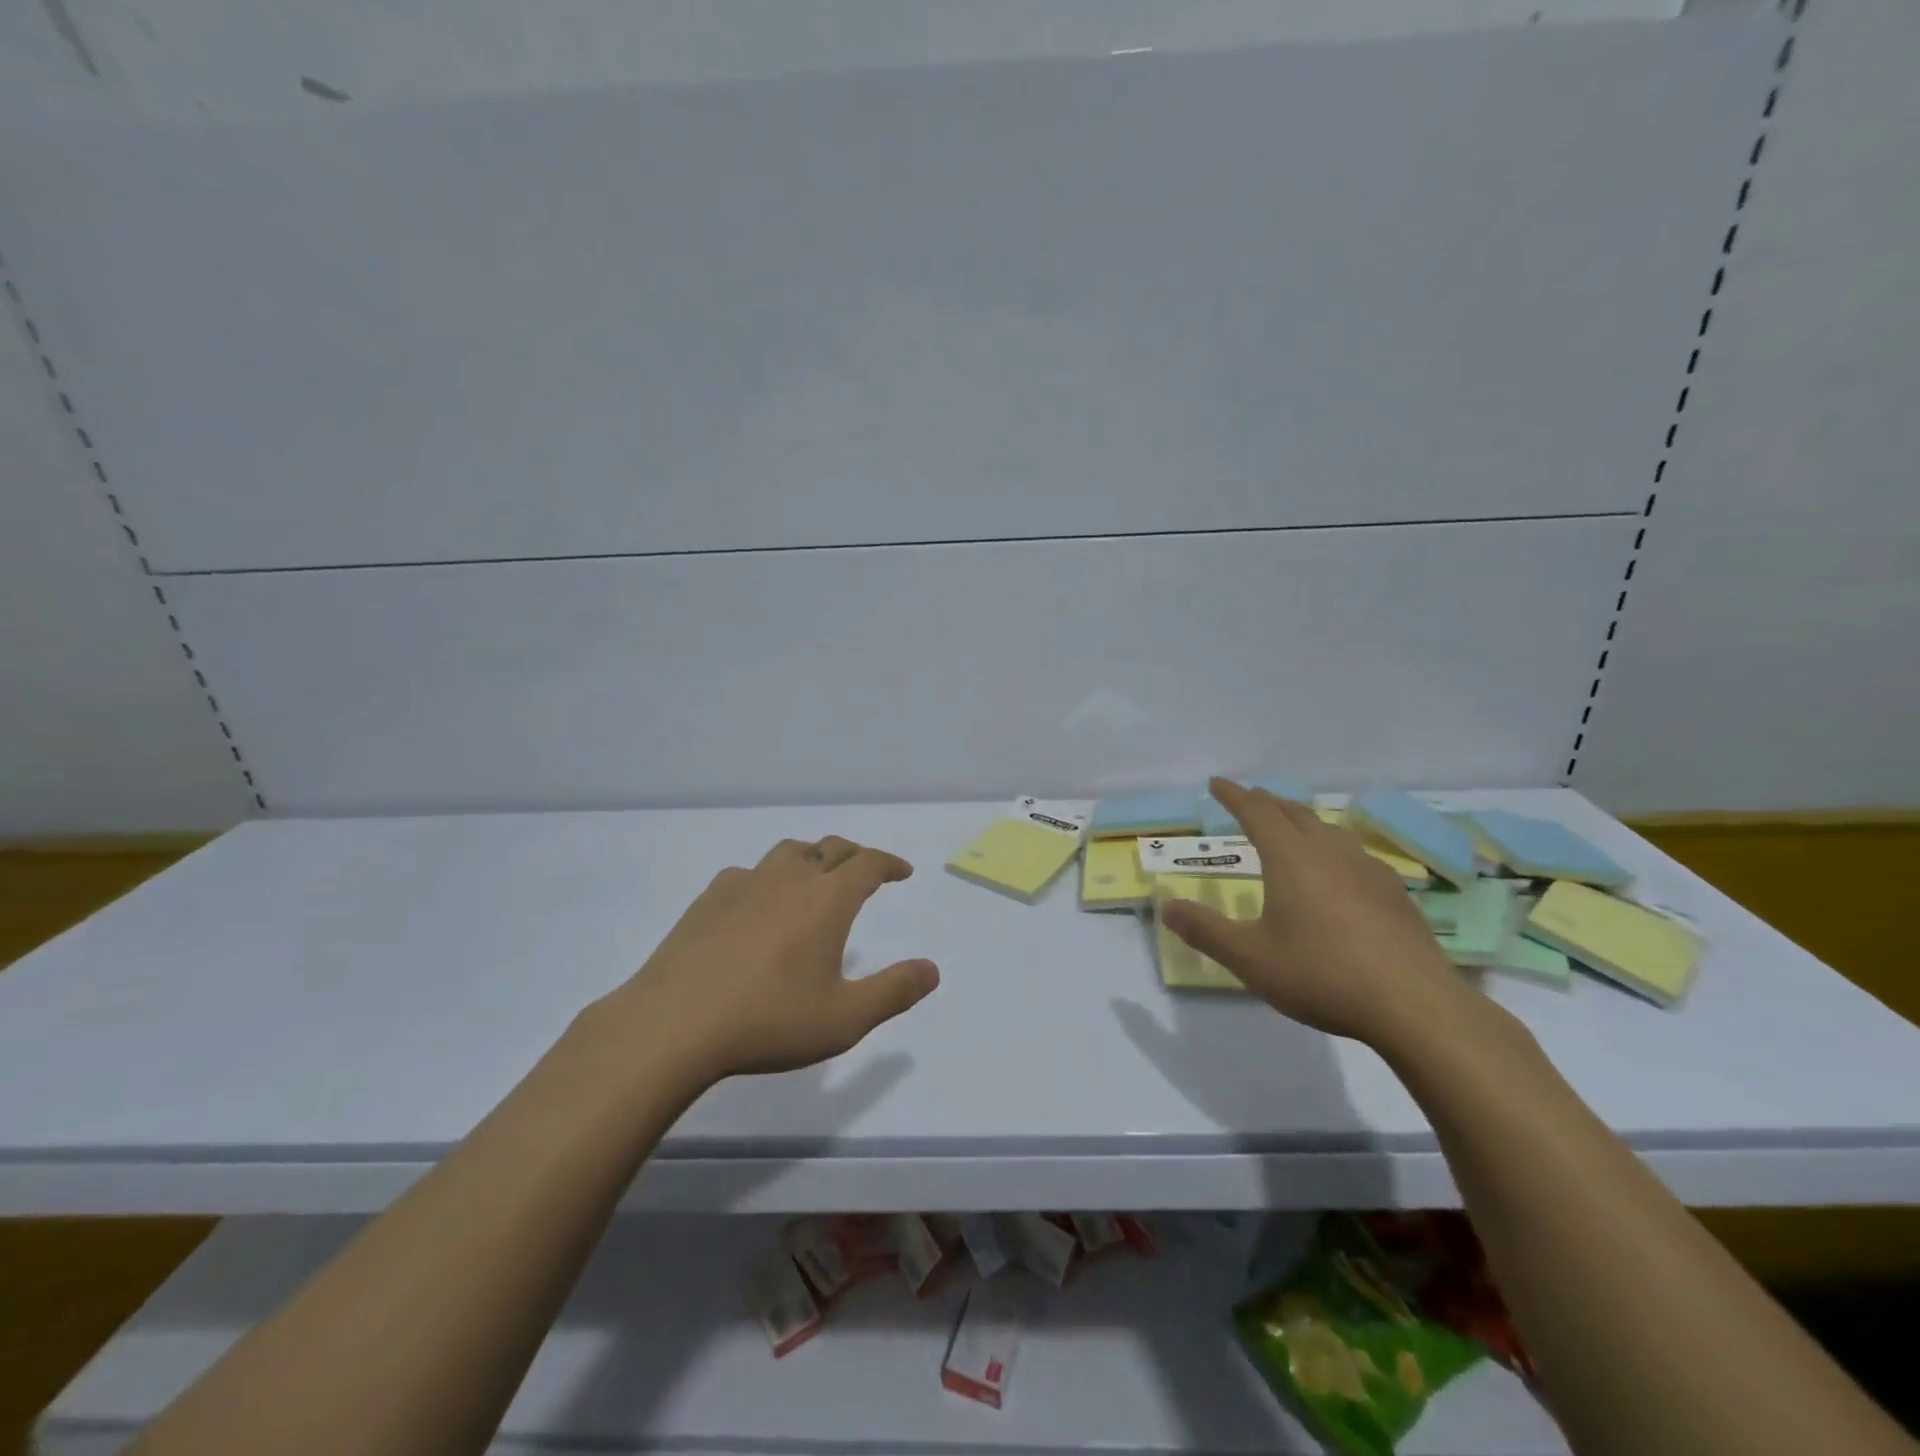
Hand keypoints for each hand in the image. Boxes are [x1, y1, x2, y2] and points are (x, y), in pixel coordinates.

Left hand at [598, 836, 938, 1082]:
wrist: (673, 1024)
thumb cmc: (769, 1021)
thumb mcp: (845, 1018)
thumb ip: (894, 991)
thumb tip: (932, 969)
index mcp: (827, 899)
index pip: (868, 863)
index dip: (889, 863)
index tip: (901, 872)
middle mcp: (789, 879)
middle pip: (829, 848)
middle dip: (855, 855)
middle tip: (865, 871)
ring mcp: (744, 884)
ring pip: (787, 852)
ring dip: (811, 858)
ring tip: (814, 879)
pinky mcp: (708, 899)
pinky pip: (748, 873)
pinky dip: (767, 878)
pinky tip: (758, 904)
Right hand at [1160, 778, 1471, 1046]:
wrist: (1415, 1005)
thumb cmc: (1321, 974)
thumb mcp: (1249, 958)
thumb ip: (1205, 930)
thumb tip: (1166, 906)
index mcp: (1291, 858)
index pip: (1257, 813)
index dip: (1234, 796)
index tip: (1217, 783)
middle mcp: (1330, 853)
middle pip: (1295, 813)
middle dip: (1268, 802)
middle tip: (1250, 798)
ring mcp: (1367, 870)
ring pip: (1328, 830)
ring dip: (1302, 821)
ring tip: (1291, 826)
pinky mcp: (1394, 894)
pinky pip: (1353, 854)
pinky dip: (1332, 848)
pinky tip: (1338, 871)